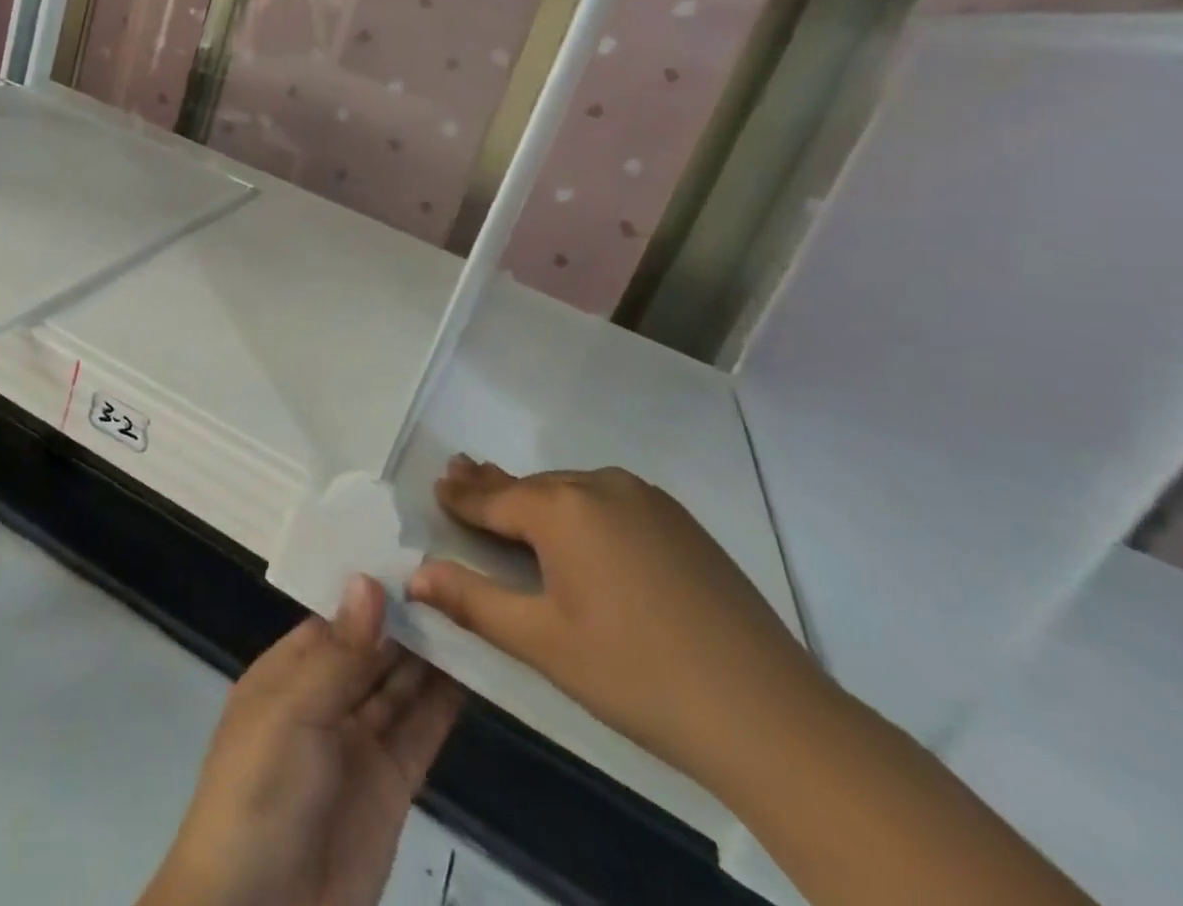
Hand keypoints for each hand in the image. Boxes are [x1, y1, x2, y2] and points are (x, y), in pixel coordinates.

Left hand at [139, 575, 461, 905]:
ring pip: (402, 683)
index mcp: (289, 671)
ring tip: (476, 605)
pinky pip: (422, 729)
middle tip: (460, 568)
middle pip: (373, 646)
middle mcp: (325, 697)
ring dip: (433, 651)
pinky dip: (447, 700)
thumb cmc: (259, 793)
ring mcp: (360, 741)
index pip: (336, 615)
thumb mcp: (292, 713)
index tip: (416, 548)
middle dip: (408, 615)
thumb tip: (369, 580)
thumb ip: (339, 652)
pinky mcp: (393, 783)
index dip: (372, 588)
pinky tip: (477, 666)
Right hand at [407, 459, 828, 792]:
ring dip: (540, 496)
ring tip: (513, 497)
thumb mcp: (542, 642)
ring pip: (573, 490)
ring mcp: (647, 499)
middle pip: (533, 486)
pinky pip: (610, 500)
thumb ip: (472, 600)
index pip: (495, 498)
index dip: (462, 497)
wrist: (768, 713)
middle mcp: (600, 486)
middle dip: (494, 485)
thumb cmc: (636, 675)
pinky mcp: (680, 521)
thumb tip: (414, 574)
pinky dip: (582, 506)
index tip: (437, 484)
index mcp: (562, 509)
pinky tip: (580, 525)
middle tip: (460, 470)